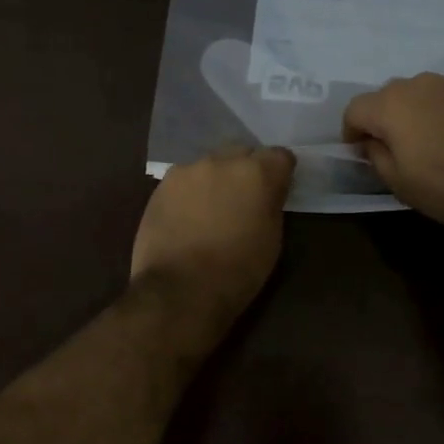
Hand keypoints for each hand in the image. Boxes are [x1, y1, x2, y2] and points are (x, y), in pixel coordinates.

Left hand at [131, 146, 294, 319]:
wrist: (180, 290)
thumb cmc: (237, 271)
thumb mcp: (272, 240)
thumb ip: (271, 204)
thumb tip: (268, 192)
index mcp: (257, 173)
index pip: (280, 155)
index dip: (280, 173)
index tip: (277, 190)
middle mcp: (223, 160)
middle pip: (243, 152)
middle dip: (247, 170)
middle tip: (244, 198)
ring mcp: (189, 169)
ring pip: (211, 164)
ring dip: (217, 178)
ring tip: (212, 208)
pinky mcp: (163, 184)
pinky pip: (186, 178)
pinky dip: (192, 191)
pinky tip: (188, 215)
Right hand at [343, 73, 443, 230]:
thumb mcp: (398, 182)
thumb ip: (375, 155)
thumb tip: (370, 142)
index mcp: (389, 105)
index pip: (354, 110)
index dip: (351, 132)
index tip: (359, 152)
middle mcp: (415, 84)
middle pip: (385, 97)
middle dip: (381, 119)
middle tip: (391, 148)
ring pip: (415, 94)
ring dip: (411, 112)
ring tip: (424, 140)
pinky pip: (442, 97)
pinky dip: (438, 111)